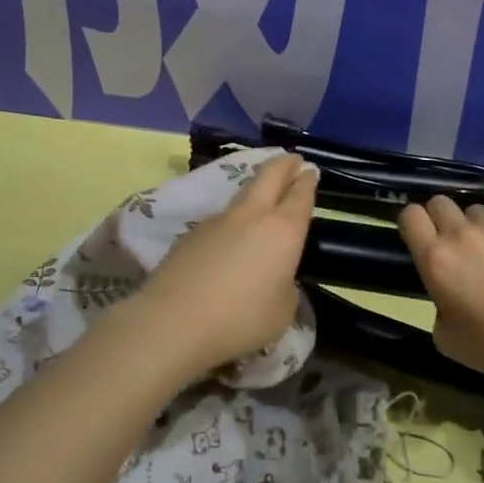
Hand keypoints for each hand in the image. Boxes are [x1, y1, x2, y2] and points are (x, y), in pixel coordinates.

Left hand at [118, 152, 317, 380]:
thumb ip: (284, 286)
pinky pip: (220, 219)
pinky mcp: (190, 233)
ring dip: (256, 190)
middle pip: (269, 175)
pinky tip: (229, 239)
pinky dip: (232, 221)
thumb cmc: (240, 319)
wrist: (173, 321)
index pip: (300, 195)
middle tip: (292, 160)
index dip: (307, 181)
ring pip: (242, 194)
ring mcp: (217, 220)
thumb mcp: (282, 311)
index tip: (310, 171)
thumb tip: (274, 276)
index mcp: (283, 230)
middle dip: (284, 164)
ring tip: (262, 196)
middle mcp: (251, 215)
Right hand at [398, 197, 483, 387]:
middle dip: (442, 218)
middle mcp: (461, 234)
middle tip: (456, 244)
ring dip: (479, 225)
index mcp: (435, 259)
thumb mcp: (446, 338)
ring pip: (477, 208)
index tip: (422, 238)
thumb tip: (448, 293)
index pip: (410, 215)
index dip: (413, 223)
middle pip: (440, 202)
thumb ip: (438, 304)